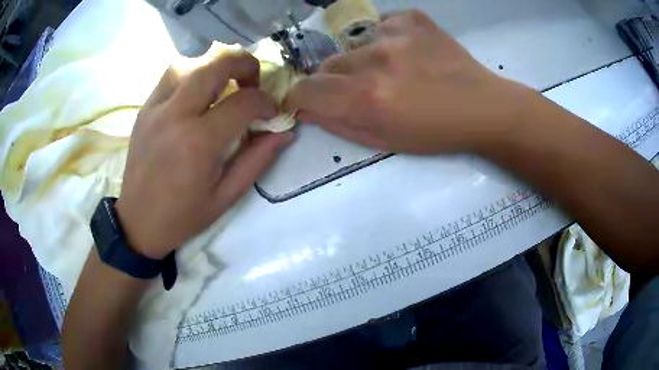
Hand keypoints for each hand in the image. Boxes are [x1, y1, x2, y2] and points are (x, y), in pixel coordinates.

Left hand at [116, 52, 292, 258]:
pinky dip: (190, 74)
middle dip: (244, 63)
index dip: (266, 101)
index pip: (244, 102)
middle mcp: (176, 116)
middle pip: (215, 64)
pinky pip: (169, 77)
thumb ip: (257, 160)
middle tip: (253, 80)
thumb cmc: (183, 216)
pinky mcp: (144, 110)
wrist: (138, 222)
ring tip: (223, 83)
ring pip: (189, 63)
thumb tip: (284, 133)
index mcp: (199, 142)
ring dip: (213, 66)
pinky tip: (196, 92)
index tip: (271, 112)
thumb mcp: (226, 196)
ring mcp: (155, 109)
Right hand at [285, 10, 533, 153]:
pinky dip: (385, 40)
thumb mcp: (385, 141)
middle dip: (334, 81)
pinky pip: (380, 27)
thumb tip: (307, 109)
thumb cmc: (436, 133)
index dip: (298, 96)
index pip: (305, 88)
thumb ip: (339, 124)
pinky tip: (407, 53)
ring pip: (352, 45)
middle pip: (327, 65)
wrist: (484, 107)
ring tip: (392, 71)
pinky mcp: (412, 19)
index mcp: (368, 98)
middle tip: (362, 90)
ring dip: (361, 60)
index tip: (306, 101)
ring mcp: (395, 33)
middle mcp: (376, 60)